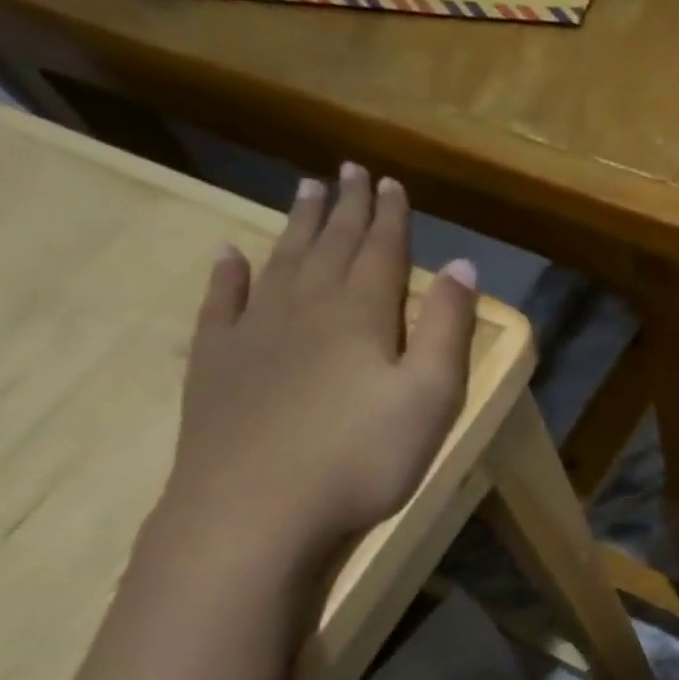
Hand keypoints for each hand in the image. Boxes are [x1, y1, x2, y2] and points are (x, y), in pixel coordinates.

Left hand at [160, 164, 477, 567]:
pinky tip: (229, 256)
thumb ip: (447, 329)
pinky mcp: (216, 363)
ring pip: (280, 262)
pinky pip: (221, 303)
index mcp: (362, 314)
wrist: (255, 509)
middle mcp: (305, 307)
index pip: (381, 251)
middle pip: (329, 245)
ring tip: (304, 190)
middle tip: (347, 170)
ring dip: (296, 225)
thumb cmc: (361, 458)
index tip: (391, 182)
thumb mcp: (430, 398)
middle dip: (344, 207)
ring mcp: (253, 332)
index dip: (390, 216)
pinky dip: (227, 274)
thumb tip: (462, 266)